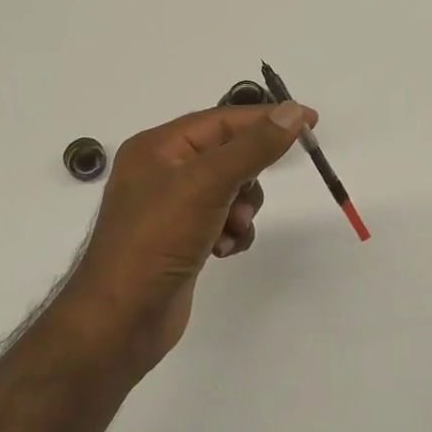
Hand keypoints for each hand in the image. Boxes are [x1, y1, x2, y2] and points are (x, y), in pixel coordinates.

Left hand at [60, 101, 315, 376]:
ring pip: (230, 189)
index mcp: (158, 147)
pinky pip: (222, 219)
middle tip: (251, 196)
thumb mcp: (208, 183)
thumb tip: (293, 111)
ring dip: (242, 208)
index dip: (266, 119)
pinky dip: (232, 231)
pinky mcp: (181, 238)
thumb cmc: (158, 239)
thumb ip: (253, 147)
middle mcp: (162, 171)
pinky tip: (225, 250)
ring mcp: (171, 207)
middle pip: (228, 154)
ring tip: (232, 229)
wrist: (121, 320)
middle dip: (248, 176)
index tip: (310, 122)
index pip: (222, 120)